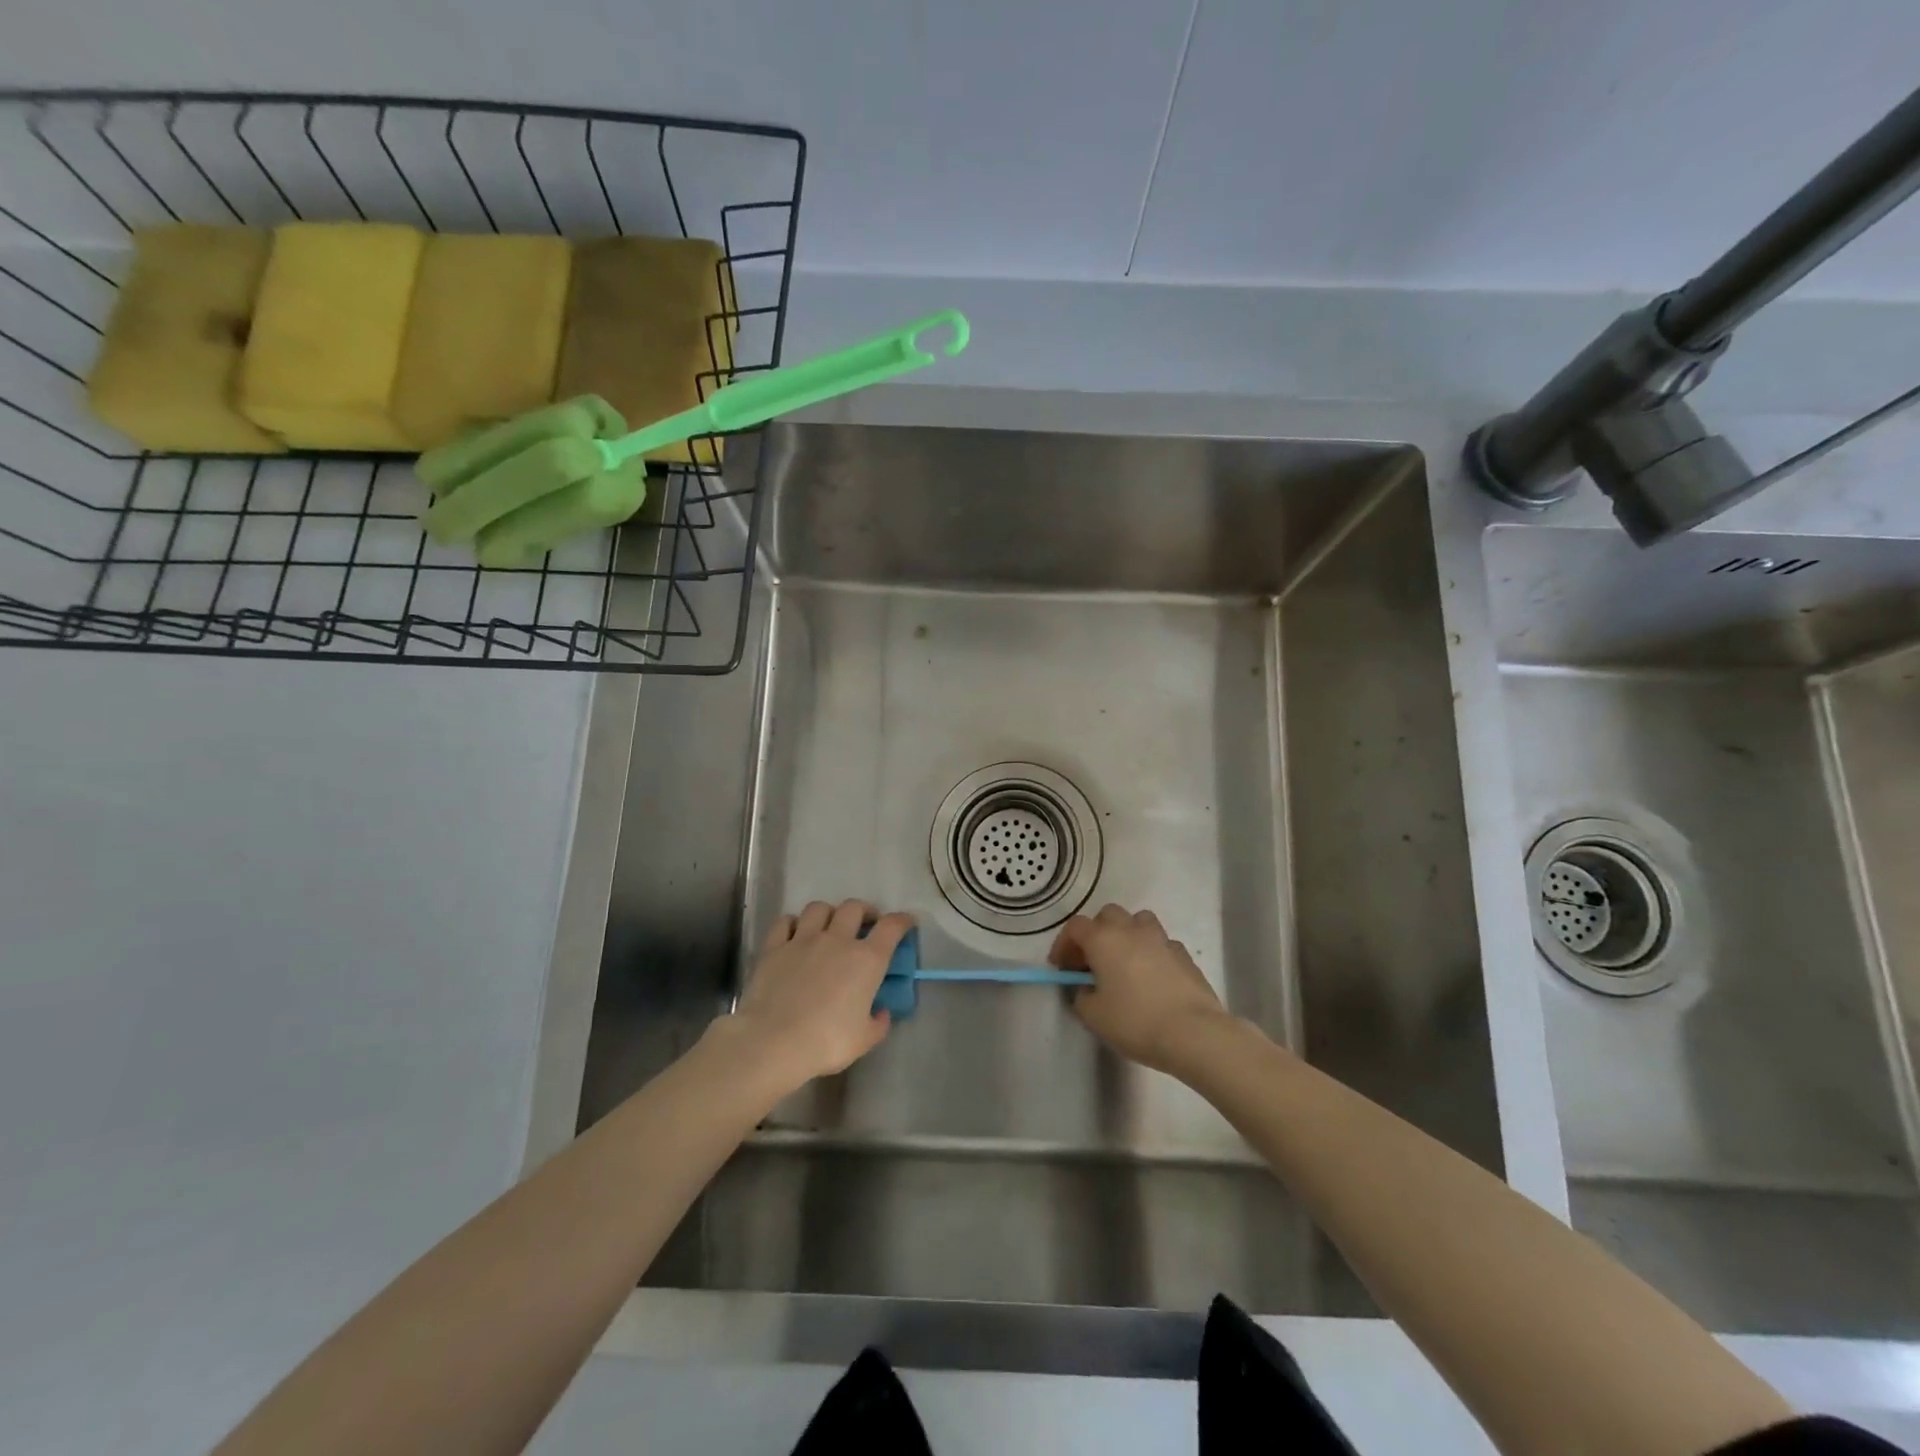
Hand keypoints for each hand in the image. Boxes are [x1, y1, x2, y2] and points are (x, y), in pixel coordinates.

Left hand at [720, 899, 910, 1092]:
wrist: (773, 1042)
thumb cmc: (826, 1042)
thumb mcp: (864, 1040)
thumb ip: (878, 1023)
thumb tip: (881, 1012)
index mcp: (867, 960)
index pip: (891, 926)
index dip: (902, 920)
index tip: (907, 922)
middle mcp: (837, 940)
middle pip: (854, 907)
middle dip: (864, 911)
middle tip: (865, 924)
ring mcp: (803, 939)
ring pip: (819, 908)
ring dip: (829, 913)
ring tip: (828, 926)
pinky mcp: (775, 947)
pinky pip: (785, 921)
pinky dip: (793, 923)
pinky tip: (794, 934)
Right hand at [1050, 904, 1228, 1073]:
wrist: (1193, 1033)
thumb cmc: (1135, 1022)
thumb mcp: (1093, 1016)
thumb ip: (1081, 996)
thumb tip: (1086, 987)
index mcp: (1103, 939)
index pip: (1075, 927)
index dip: (1064, 944)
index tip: (1061, 966)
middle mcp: (1131, 930)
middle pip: (1107, 915)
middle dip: (1096, 933)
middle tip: (1092, 961)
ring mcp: (1161, 939)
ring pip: (1138, 921)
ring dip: (1126, 934)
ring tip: (1124, 961)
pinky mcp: (1184, 954)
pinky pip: (1160, 942)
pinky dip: (1151, 952)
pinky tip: (1151, 977)